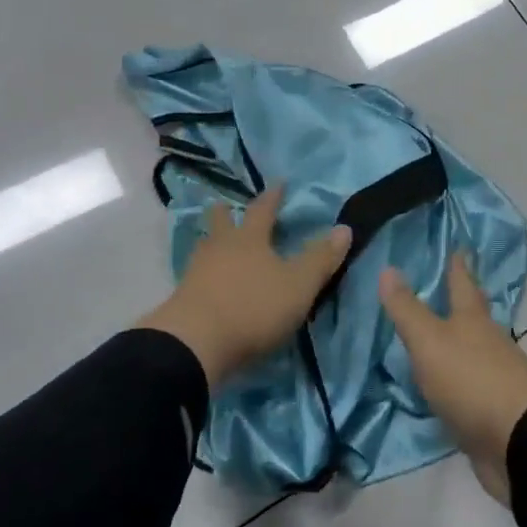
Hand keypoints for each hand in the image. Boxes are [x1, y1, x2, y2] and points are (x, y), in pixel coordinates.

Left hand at [138, 185, 351, 388]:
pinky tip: (208, 280)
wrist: (195, 343)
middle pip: (221, 222)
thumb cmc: (253, 307)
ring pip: (205, 247)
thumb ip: (320, 259)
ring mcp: (197, 272)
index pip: (262, 210)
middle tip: (228, 205)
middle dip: (227, 213)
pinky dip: (205, 272)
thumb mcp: (298, 286)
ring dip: (213, 241)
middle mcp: (220, 247)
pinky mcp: (183, 298)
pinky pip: (196, 275)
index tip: (278, 183)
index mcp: (250, 239)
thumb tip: (344, 227)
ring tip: (217, 243)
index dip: (272, 196)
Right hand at [379, 251, 526, 505]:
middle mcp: (489, 342)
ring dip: (461, 342)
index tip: (459, 247)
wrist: (520, 442)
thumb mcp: (429, 341)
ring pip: (476, 350)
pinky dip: (459, 381)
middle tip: (451, 286)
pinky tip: (446, 386)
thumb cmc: (471, 379)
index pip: (463, 283)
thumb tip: (388, 268)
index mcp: (473, 320)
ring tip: (440, 335)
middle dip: (464, 301)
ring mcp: (496, 377)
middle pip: (475, 316)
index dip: (458, 265)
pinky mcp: (495, 411)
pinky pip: (472, 388)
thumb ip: (407, 310)